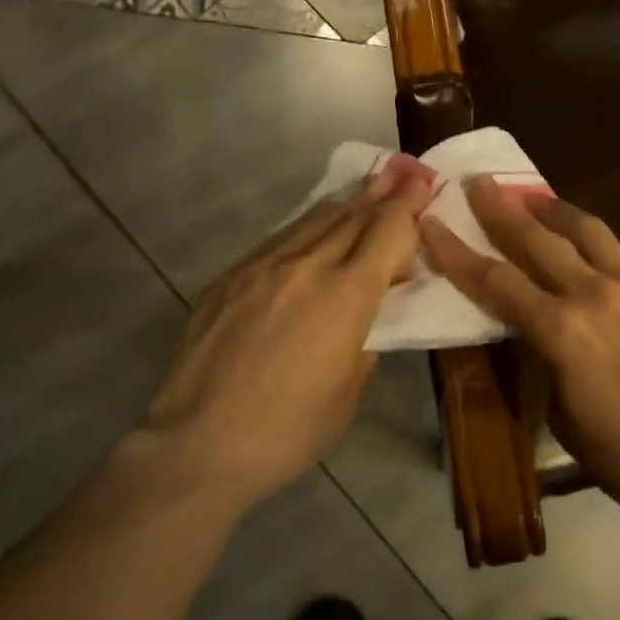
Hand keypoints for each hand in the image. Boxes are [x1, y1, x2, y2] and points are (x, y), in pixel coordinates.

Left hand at [143, 160, 434, 506]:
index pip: (386, 233)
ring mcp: (262, 267)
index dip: (409, 205)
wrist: (196, 445)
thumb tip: (363, 319)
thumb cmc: (287, 431)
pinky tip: (315, 226)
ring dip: (348, 203)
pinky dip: (308, 226)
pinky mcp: (230, 277)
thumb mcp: (347, 393)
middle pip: (353, 216)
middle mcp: (307, 268)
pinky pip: (279, 239)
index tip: (423, 184)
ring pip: (315, 220)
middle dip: (384, 194)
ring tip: (367, 187)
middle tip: (404, 174)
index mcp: (346, 298)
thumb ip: (363, 344)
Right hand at [420, 177, 619, 523]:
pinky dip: (604, 259)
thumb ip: (548, 363)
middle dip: (501, 209)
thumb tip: (548, 339)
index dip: (457, 252)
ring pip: (588, 232)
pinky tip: (602, 270)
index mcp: (560, 330)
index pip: (495, 281)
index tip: (433, 222)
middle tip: (480, 183)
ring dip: (555, 212)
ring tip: (536, 198)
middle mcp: (594, 293)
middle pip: (537, 239)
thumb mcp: (563, 415)